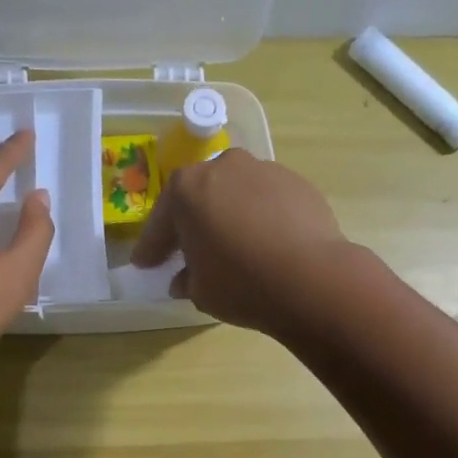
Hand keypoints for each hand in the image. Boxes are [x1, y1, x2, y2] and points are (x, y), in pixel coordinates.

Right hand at [131, 149, 353, 336]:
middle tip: (187, 251)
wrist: (311, 278)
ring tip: (233, 246)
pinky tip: (266, 244)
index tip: (145, 264)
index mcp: (187, 188)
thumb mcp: (200, 291)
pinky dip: (261, 218)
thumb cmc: (241, 283)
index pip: (161, 221)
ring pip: (235, 194)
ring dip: (229, 216)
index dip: (151, 247)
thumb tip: (183, 279)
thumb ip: (186, 279)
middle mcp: (223, 166)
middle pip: (199, 196)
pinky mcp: (298, 183)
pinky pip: (267, 201)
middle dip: (191, 223)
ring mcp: (264, 170)